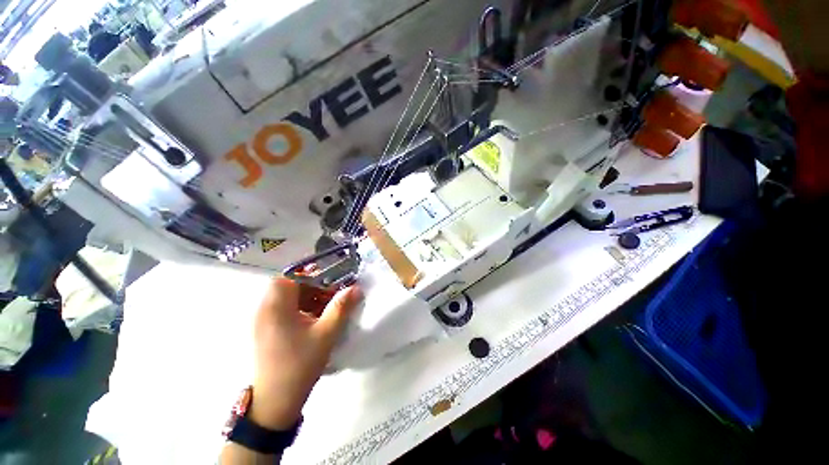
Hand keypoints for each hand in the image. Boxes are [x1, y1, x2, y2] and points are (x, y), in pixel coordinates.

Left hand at [248, 278, 361, 429]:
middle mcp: (265, 310)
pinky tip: (317, 320)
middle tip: (332, 294)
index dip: (310, 274)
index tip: (331, 280)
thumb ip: (341, 308)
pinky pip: (285, 310)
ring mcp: (264, 321)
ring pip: (288, 298)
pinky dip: (302, 309)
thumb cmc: (299, 365)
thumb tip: (356, 288)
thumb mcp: (326, 334)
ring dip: (309, 298)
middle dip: (313, 287)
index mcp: (275, 308)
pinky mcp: (267, 331)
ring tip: (328, 307)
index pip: (289, 276)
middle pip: (289, 286)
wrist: (275, 402)